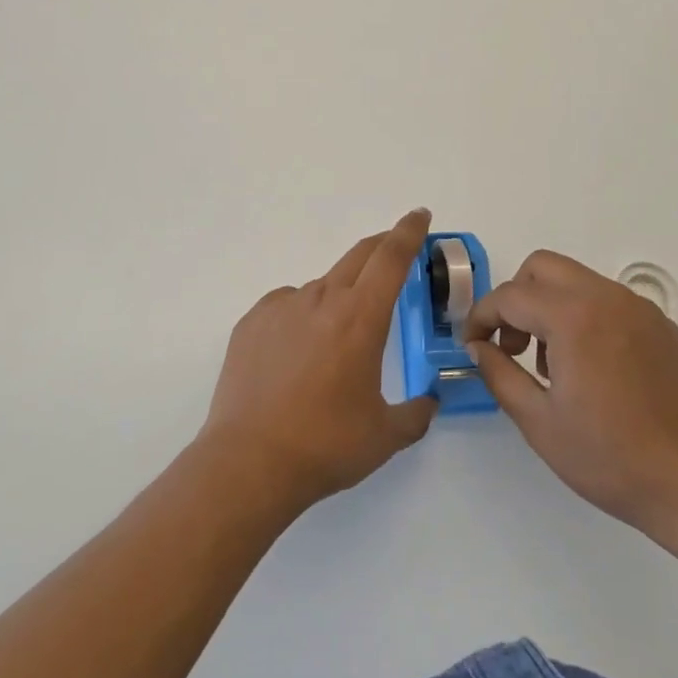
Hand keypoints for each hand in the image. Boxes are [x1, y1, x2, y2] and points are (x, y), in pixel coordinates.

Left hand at [200, 209, 437, 512]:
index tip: (419, 215)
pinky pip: (288, 306)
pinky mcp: (252, 321)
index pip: (391, 258)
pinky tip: (296, 355)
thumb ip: (416, 413)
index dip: (408, 232)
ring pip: (322, 287)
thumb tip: (429, 401)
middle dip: (382, 247)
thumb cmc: (326, 445)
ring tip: (336, 342)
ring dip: (339, 297)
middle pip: (358, 256)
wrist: (249, 462)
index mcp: (361, 317)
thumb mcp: (385, 435)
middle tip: (396, 251)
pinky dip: (302, 317)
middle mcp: (322, 299)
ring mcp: (282, 306)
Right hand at [462, 250, 677, 556]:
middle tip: (512, 345)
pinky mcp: (661, 325)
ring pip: (576, 281)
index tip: (472, 345)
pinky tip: (592, 369)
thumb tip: (478, 347)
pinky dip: (584, 317)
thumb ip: (499, 374)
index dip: (481, 317)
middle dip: (516, 298)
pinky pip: (608, 302)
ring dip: (550, 306)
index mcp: (573, 317)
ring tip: (552, 365)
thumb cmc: (611, 458)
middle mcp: (606, 297)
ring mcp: (639, 308)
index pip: (510, 296)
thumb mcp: (539, 422)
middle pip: (542, 268)